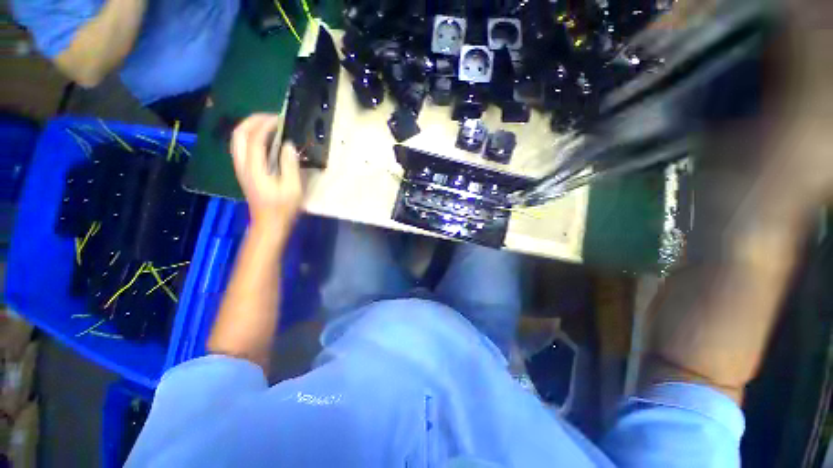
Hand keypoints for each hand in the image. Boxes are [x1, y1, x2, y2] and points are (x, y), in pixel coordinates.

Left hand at [230, 114, 302, 232]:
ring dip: (250, 127)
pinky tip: (264, 139)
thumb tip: (288, 145)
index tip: (281, 119)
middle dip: (253, 120)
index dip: (267, 124)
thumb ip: (290, 165)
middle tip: (272, 117)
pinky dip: (250, 137)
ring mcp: (241, 168)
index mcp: (255, 168)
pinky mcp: (244, 172)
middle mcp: (243, 165)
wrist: (269, 224)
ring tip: (268, 124)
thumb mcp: (293, 188)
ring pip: (237, 140)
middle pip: (239, 134)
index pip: (255, 138)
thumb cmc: (283, 208)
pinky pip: (241, 147)